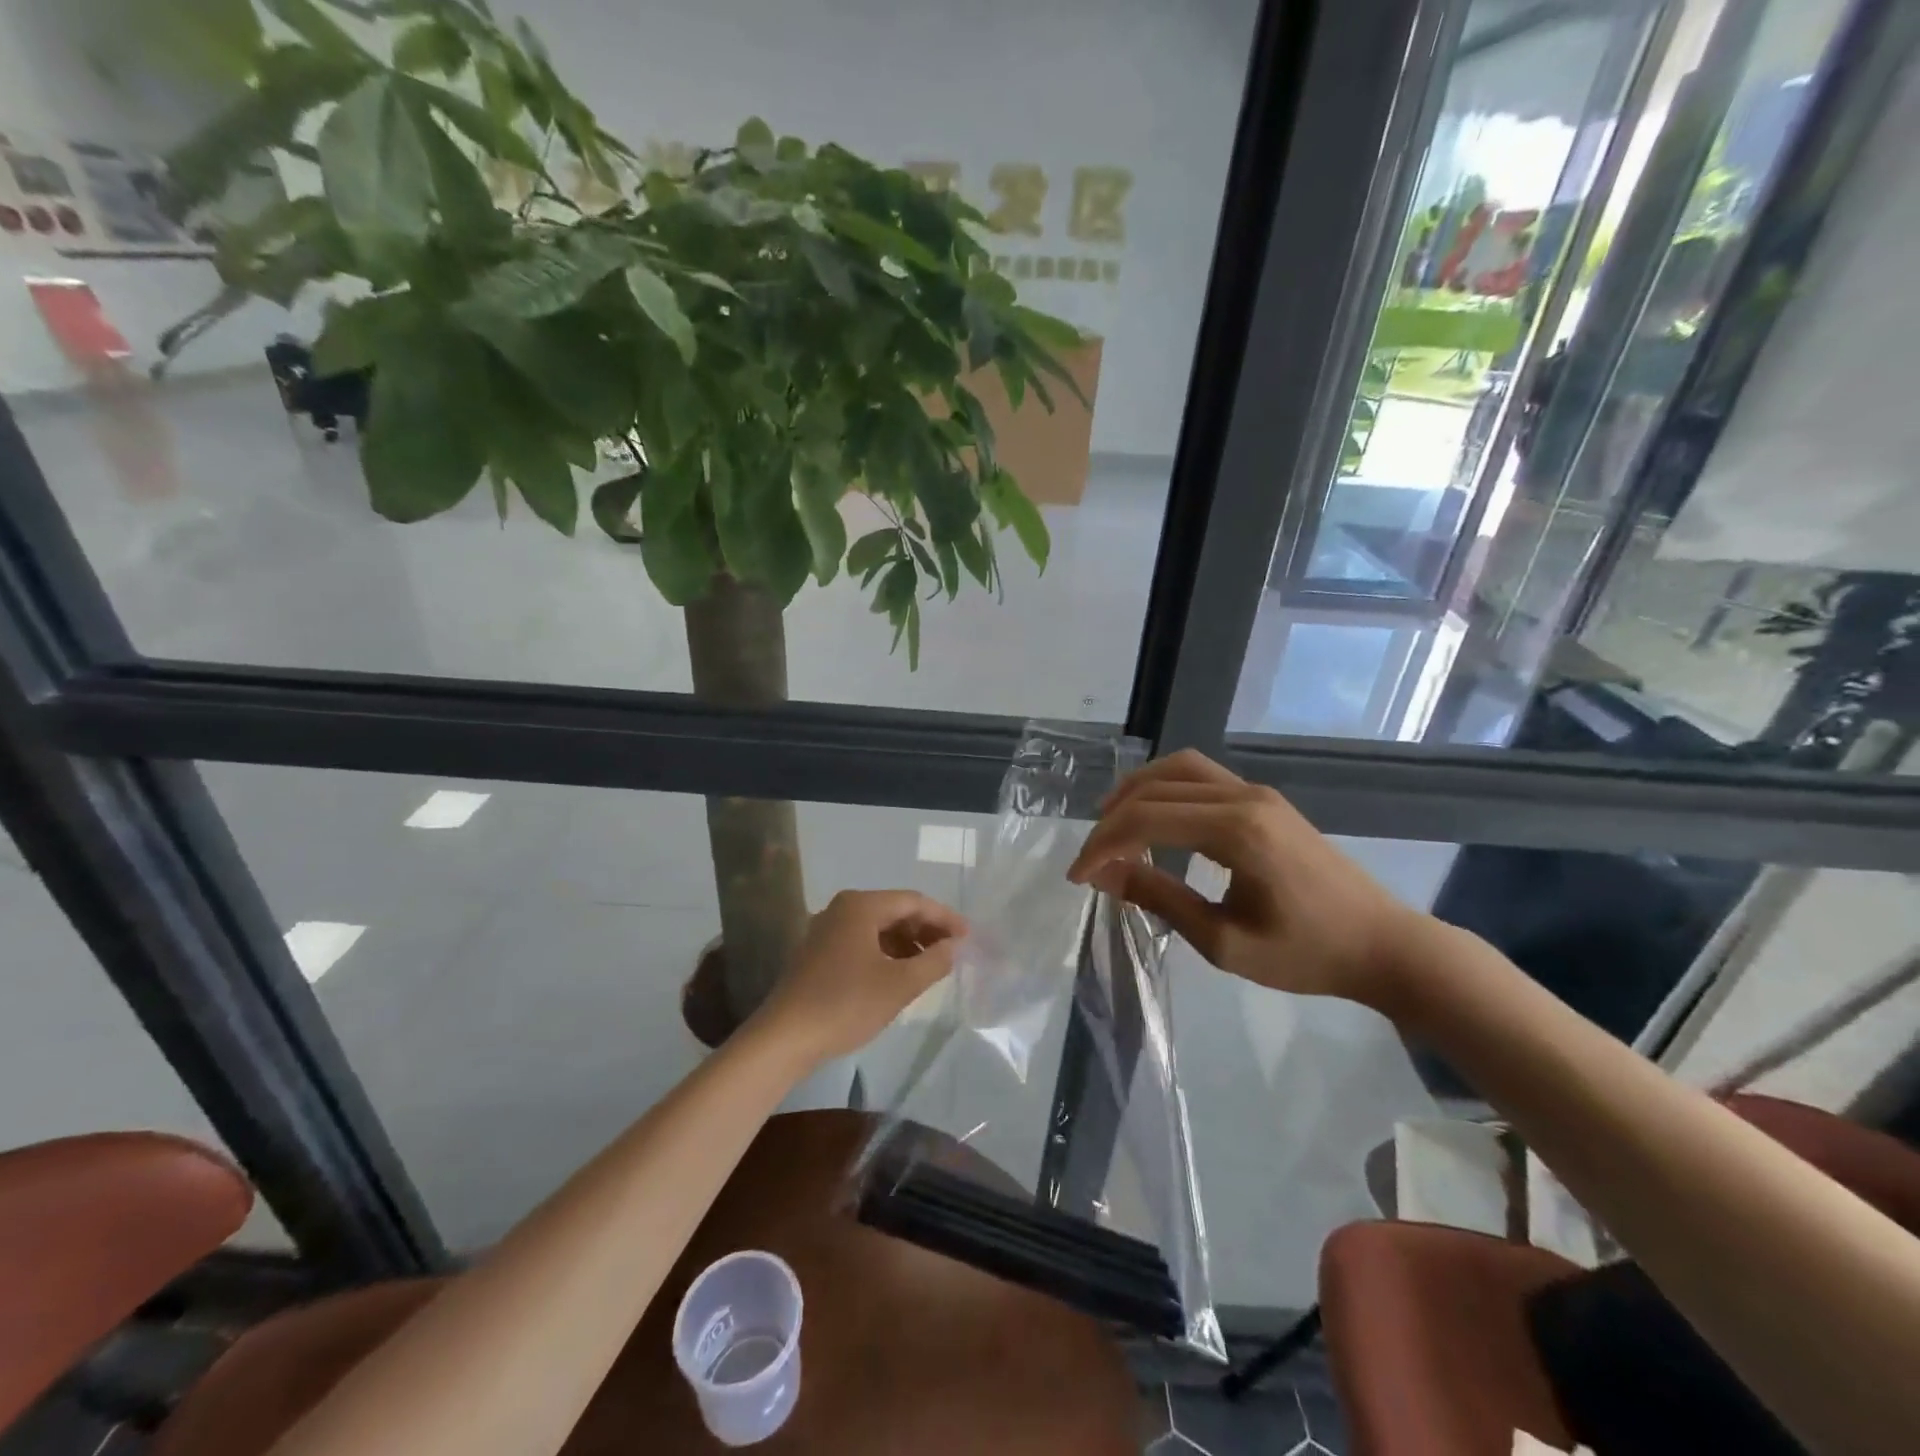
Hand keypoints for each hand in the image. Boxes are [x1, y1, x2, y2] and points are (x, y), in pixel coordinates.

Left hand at [753, 890, 967, 1065]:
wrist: (785, 1037)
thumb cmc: (846, 1004)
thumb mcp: (899, 985)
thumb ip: (933, 962)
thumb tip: (953, 947)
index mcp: (861, 905)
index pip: (914, 901)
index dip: (944, 918)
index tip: (968, 937)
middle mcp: (842, 909)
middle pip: (895, 911)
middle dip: (926, 930)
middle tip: (953, 953)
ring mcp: (826, 930)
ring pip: (878, 928)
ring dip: (907, 944)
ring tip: (931, 967)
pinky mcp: (818, 953)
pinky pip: (862, 942)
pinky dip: (886, 954)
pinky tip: (900, 976)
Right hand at [1066, 750, 1427, 1006]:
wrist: (1384, 945)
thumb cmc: (1307, 954)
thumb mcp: (1224, 942)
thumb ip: (1161, 899)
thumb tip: (1107, 875)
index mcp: (1236, 831)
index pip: (1147, 818)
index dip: (1103, 844)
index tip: (1078, 877)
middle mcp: (1244, 797)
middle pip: (1156, 787)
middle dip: (1112, 819)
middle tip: (1091, 858)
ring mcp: (1257, 792)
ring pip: (1179, 769)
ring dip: (1137, 792)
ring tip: (1112, 826)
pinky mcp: (1265, 800)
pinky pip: (1201, 776)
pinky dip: (1165, 789)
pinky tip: (1155, 819)